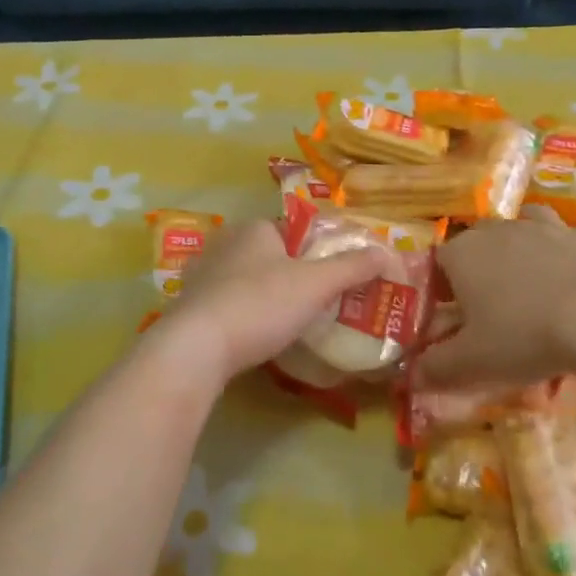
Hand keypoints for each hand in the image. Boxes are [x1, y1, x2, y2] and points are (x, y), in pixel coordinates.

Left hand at [155, 219, 391, 386]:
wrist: (196, 347)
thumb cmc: (261, 305)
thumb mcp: (316, 285)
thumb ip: (352, 268)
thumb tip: (386, 252)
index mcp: (255, 228)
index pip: (295, 231)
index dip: (316, 253)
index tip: (332, 281)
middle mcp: (225, 241)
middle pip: (270, 255)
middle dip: (291, 275)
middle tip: (315, 305)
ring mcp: (201, 273)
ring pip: (246, 279)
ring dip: (265, 296)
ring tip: (287, 323)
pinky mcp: (189, 304)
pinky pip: (226, 302)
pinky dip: (242, 313)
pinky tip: (253, 335)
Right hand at [413, 207, 575, 389]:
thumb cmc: (524, 336)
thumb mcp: (472, 362)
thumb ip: (435, 368)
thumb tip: (410, 376)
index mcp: (463, 254)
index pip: (437, 261)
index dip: (439, 287)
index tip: (449, 315)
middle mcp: (498, 231)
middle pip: (477, 241)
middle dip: (478, 267)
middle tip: (489, 306)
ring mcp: (544, 228)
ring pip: (521, 228)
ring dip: (519, 249)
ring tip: (528, 282)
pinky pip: (563, 239)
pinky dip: (561, 255)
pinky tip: (571, 283)